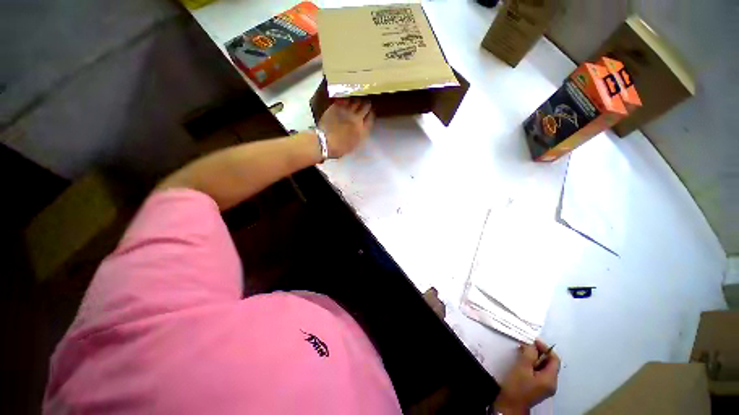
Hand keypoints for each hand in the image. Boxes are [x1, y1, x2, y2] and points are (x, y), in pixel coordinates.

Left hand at [318, 98, 374, 158]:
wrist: (325, 142)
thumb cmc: (340, 148)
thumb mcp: (355, 144)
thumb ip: (361, 133)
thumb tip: (362, 126)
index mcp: (362, 130)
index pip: (371, 117)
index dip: (371, 114)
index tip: (371, 112)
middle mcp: (357, 118)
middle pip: (366, 106)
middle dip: (366, 104)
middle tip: (365, 104)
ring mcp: (347, 111)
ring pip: (356, 100)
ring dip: (357, 100)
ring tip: (356, 100)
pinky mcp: (337, 106)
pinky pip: (345, 99)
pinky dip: (347, 99)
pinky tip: (346, 100)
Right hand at [493, 340, 560, 414]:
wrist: (510, 404)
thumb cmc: (517, 385)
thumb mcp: (522, 367)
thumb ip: (529, 354)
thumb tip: (533, 345)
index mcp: (550, 379)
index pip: (555, 360)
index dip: (545, 348)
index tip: (533, 341)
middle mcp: (551, 383)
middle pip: (550, 364)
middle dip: (539, 353)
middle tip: (526, 345)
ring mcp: (545, 387)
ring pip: (543, 368)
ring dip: (534, 358)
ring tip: (522, 351)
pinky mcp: (537, 388)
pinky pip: (538, 373)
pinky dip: (532, 365)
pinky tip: (522, 362)